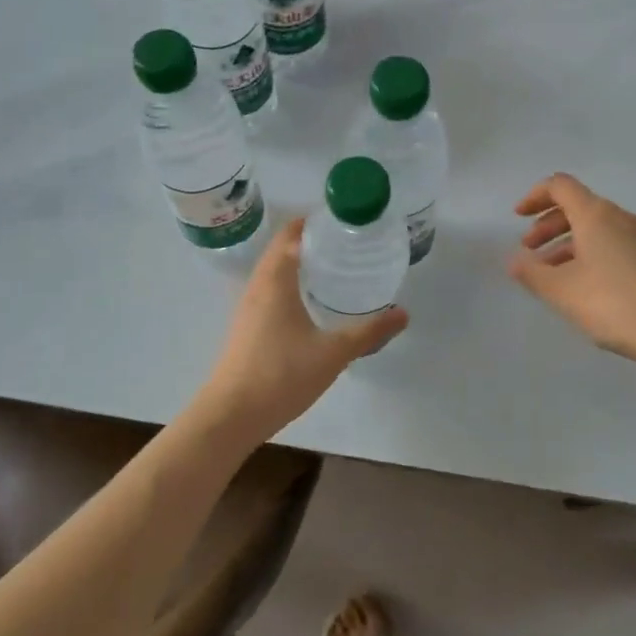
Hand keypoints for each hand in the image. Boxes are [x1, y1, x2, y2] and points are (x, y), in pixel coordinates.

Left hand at [197, 218, 407, 438]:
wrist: (231, 414)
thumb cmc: (281, 374)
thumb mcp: (333, 352)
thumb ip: (370, 331)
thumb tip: (403, 313)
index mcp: (276, 280)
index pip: (291, 233)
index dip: (315, 222)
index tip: (344, 221)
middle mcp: (258, 285)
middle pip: (281, 248)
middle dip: (311, 240)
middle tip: (347, 243)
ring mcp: (249, 307)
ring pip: (274, 271)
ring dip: (299, 262)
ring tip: (335, 268)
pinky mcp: (247, 326)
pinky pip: (271, 290)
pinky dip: (291, 284)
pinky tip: (313, 303)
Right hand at [508, 173, 635, 374]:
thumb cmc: (614, 304)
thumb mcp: (562, 291)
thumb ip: (532, 273)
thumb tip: (514, 261)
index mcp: (596, 215)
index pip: (560, 186)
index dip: (534, 196)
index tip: (517, 218)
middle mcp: (619, 218)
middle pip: (577, 206)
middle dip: (548, 224)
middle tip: (529, 250)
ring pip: (595, 228)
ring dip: (566, 242)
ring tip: (550, 274)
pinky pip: (611, 244)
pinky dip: (588, 254)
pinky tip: (581, 286)